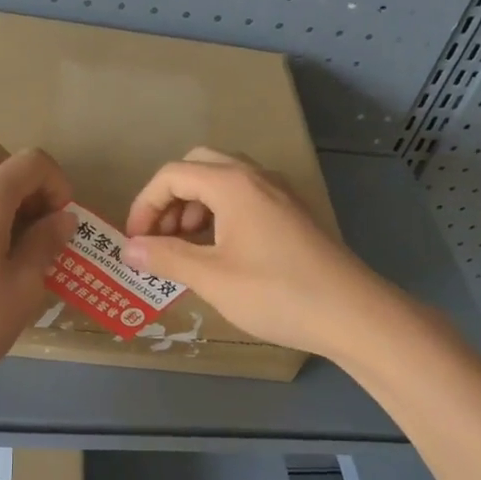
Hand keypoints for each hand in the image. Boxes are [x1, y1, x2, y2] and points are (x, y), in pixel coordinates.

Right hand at [122, 148, 389, 358]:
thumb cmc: (276, 293)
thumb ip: (166, 258)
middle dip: (170, 198)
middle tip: (160, 237)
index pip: (172, 174)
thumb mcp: (212, 278)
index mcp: (232, 183)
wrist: (352, 313)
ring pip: (224, 181)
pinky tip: (220, 251)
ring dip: (195, 205)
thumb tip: (129, 248)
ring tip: (186, 247)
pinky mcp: (293, 213)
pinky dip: (220, 213)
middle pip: (198, 166)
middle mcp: (256, 176)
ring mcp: (279, 193)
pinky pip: (245, 197)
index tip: (135, 242)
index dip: (144, 205)